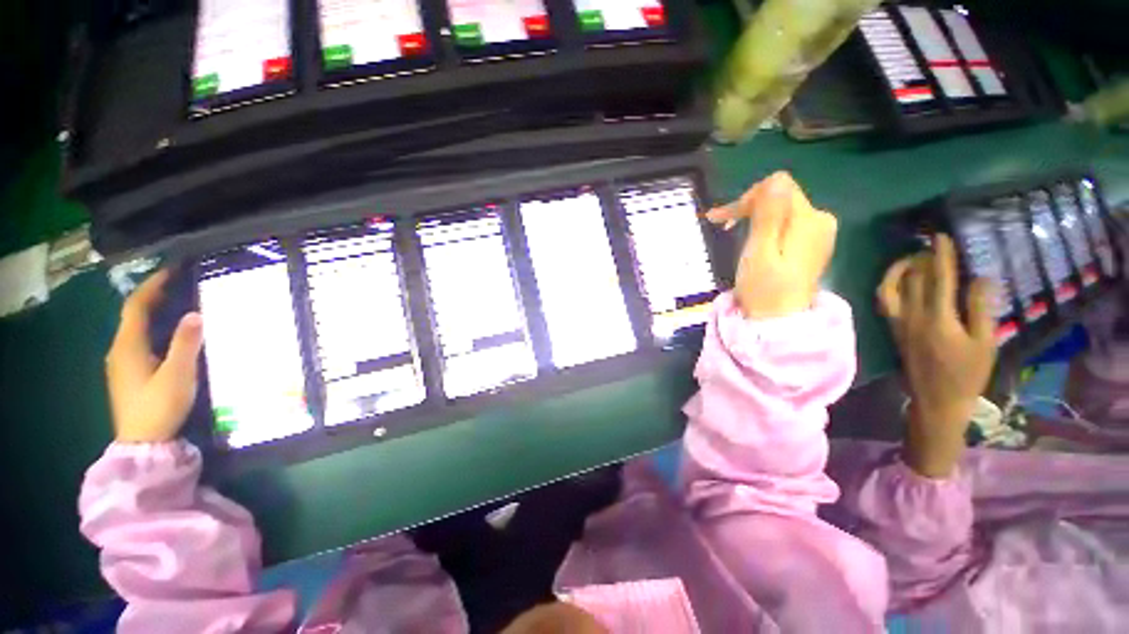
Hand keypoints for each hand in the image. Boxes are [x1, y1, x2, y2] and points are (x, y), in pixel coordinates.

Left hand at [105, 270, 203, 443]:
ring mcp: (122, 364)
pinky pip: (139, 341)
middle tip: (179, 285)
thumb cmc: (159, 407)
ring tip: (177, 304)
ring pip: (135, 329)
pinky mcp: (129, 375)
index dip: (152, 286)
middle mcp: (120, 350)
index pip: (136, 306)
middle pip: (133, 315)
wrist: (142, 444)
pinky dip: (152, 328)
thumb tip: (195, 313)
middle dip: (153, 296)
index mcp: (128, 346)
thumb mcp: (177, 375)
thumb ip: (186, 344)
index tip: (172, 271)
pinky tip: (168, 334)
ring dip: (153, 312)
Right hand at [707, 172, 837, 319]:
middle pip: (780, 196)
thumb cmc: (764, 290)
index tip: (725, 220)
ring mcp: (817, 233)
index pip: (778, 186)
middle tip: (719, 224)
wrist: (777, 324)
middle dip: (748, 207)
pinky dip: (763, 226)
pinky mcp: (809, 244)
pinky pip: (785, 223)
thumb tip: (776, 180)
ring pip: (780, 209)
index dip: (749, 198)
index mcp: (809, 220)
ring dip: (752, 216)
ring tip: (727, 229)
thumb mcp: (760, 252)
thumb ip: (769, 215)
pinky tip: (748, 237)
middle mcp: (820, 220)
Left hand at [878, 235, 995, 478]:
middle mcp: (912, 316)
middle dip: (922, 258)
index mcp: (938, 318)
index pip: (938, 278)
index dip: (940, 256)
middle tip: (932, 244)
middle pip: (913, 279)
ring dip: (899, 269)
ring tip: (914, 258)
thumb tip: (980, 277)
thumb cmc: (966, 375)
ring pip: (890, 288)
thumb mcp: (985, 343)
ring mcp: (897, 322)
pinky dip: (889, 285)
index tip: (940, 236)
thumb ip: (981, 309)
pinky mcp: (892, 328)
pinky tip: (901, 280)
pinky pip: (885, 301)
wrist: (935, 399)